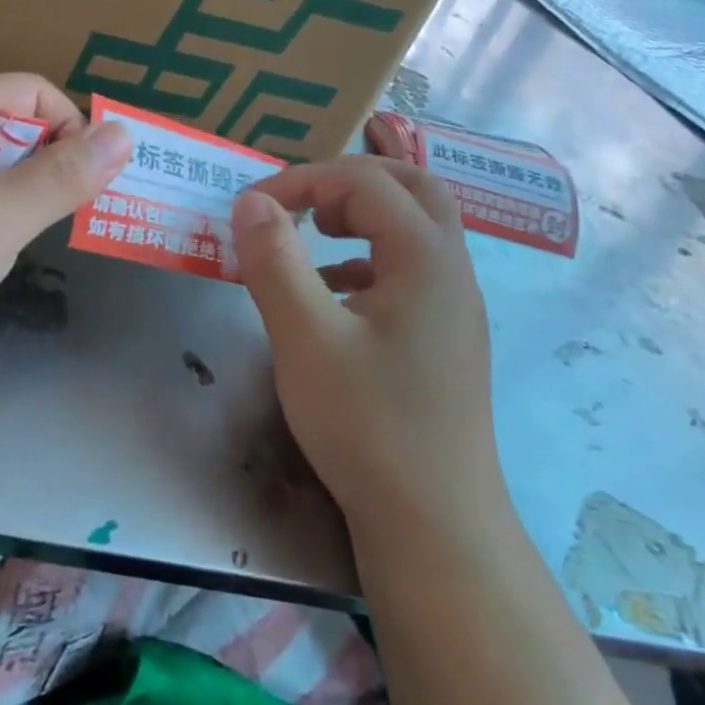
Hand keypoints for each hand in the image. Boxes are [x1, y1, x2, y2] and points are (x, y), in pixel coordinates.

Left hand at [0, 75, 131, 370]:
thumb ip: (65, 175)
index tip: (84, 181)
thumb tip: (123, 134)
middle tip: (56, 219)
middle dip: (43, 166)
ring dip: (12, 197)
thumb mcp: (1, 216)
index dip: (69, 127)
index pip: (31, 91)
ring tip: (14, 242)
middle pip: (6, 126)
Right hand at [231, 157, 497, 529]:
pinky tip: (331, 295)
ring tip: (311, 236)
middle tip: (298, 202)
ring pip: (415, 228)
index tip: (250, 208)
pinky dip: (367, 259)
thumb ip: (274, 261)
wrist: (434, 524)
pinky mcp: (444, 338)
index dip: (302, 181)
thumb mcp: (304, 338)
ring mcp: (454, 307)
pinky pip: (409, 271)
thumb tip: (250, 201)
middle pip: (410, 188)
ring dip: (362, 217)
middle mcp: (452, 271)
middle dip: (347, 182)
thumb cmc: (367, 425)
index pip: (364, 183)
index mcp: (426, 258)